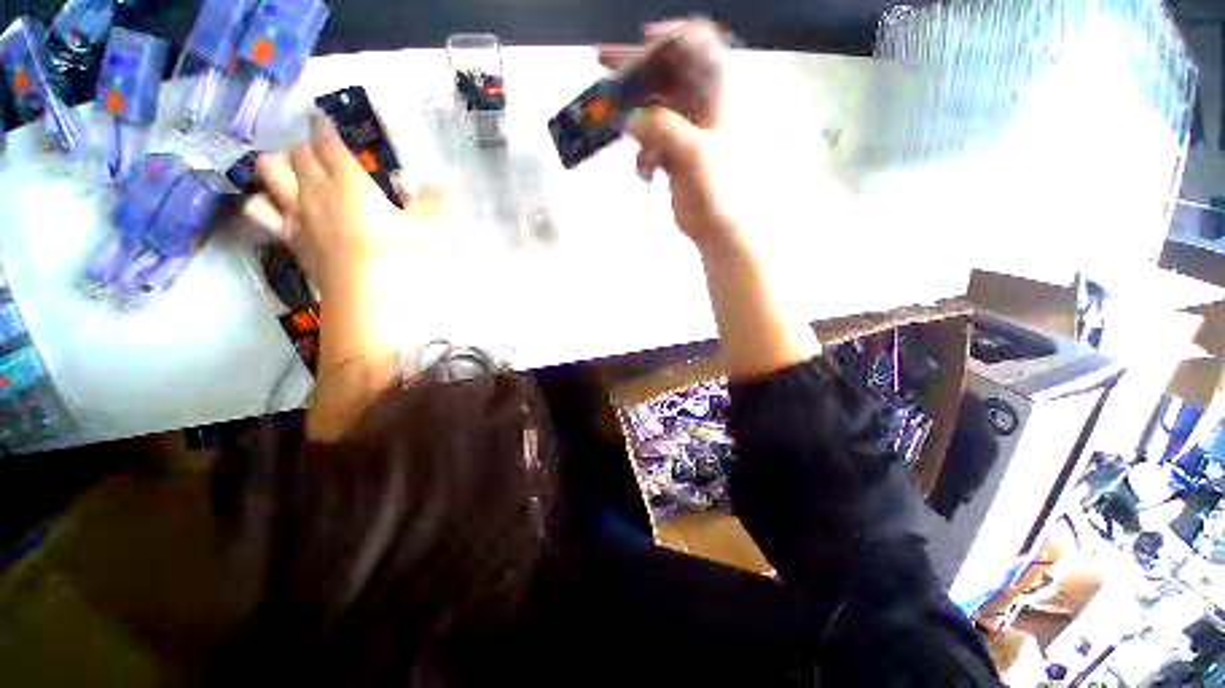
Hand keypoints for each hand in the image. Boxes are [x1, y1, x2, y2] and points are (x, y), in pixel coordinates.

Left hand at [242, 113, 431, 294]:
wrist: (365, 286)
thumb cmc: (398, 252)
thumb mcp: (426, 225)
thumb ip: (431, 201)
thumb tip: (440, 187)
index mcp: (350, 180)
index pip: (327, 142)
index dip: (323, 126)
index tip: (321, 118)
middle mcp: (316, 187)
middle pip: (299, 152)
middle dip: (308, 147)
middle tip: (320, 153)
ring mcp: (297, 210)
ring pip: (270, 170)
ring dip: (279, 164)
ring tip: (292, 171)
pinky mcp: (287, 232)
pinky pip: (258, 208)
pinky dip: (261, 200)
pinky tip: (273, 202)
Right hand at [598, 20, 739, 251]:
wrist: (717, 227)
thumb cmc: (717, 190)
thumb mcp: (694, 154)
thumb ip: (663, 129)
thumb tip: (631, 119)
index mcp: (717, 96)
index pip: (699, 46)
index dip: (673, 36)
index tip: (644, 39)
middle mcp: (702, 106)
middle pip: (667, 71)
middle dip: (636, 67)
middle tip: (602, 60)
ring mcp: (686, 130)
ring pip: (654, 105)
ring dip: (632, 111)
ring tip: (610, 118)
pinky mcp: (673, 153)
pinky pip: (650, 138)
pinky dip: (642, 152)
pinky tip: (646, 172)